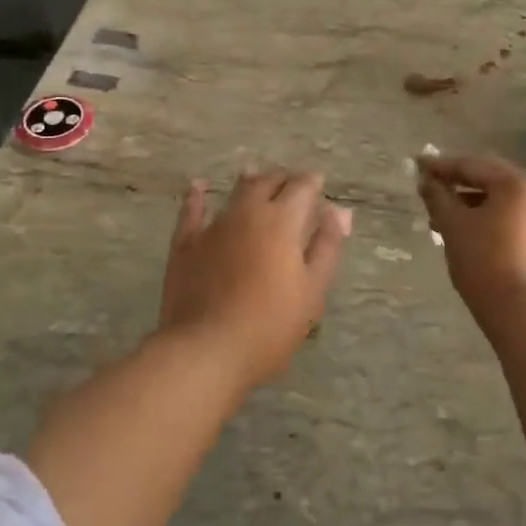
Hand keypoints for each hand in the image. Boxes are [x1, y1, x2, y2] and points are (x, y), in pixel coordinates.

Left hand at [157, 170, 351, 388]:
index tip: (319, 184)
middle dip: (284, 180)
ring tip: (258, 176)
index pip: (302, 187)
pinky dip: (197, 195)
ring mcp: (213, 226)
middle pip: (268, 183)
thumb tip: (339, 210)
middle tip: (293, 184)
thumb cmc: (270, 325)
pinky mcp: (185, 244)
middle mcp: (247, 213)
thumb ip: (326, 246)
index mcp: (282, 221)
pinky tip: (198, 186)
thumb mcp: (312, 289)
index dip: (313, 182)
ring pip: (235, 193)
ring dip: (251, 182)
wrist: (207, 349)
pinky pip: (192, 211)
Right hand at [417, 153, 525, 315]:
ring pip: (498, 199)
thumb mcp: (453, 224)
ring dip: (468, 202)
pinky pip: (509, 215)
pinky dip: (485, 216)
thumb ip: (438, 196)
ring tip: (438, 217)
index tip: (417, 166)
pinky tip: (462, 230)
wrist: (520, 309)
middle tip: (428, 187)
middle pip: (488, 179)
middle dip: (456, 184)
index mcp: (517, 182)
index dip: (442, 166)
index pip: (473, 165)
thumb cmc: (483, 259)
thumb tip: (426, 180)